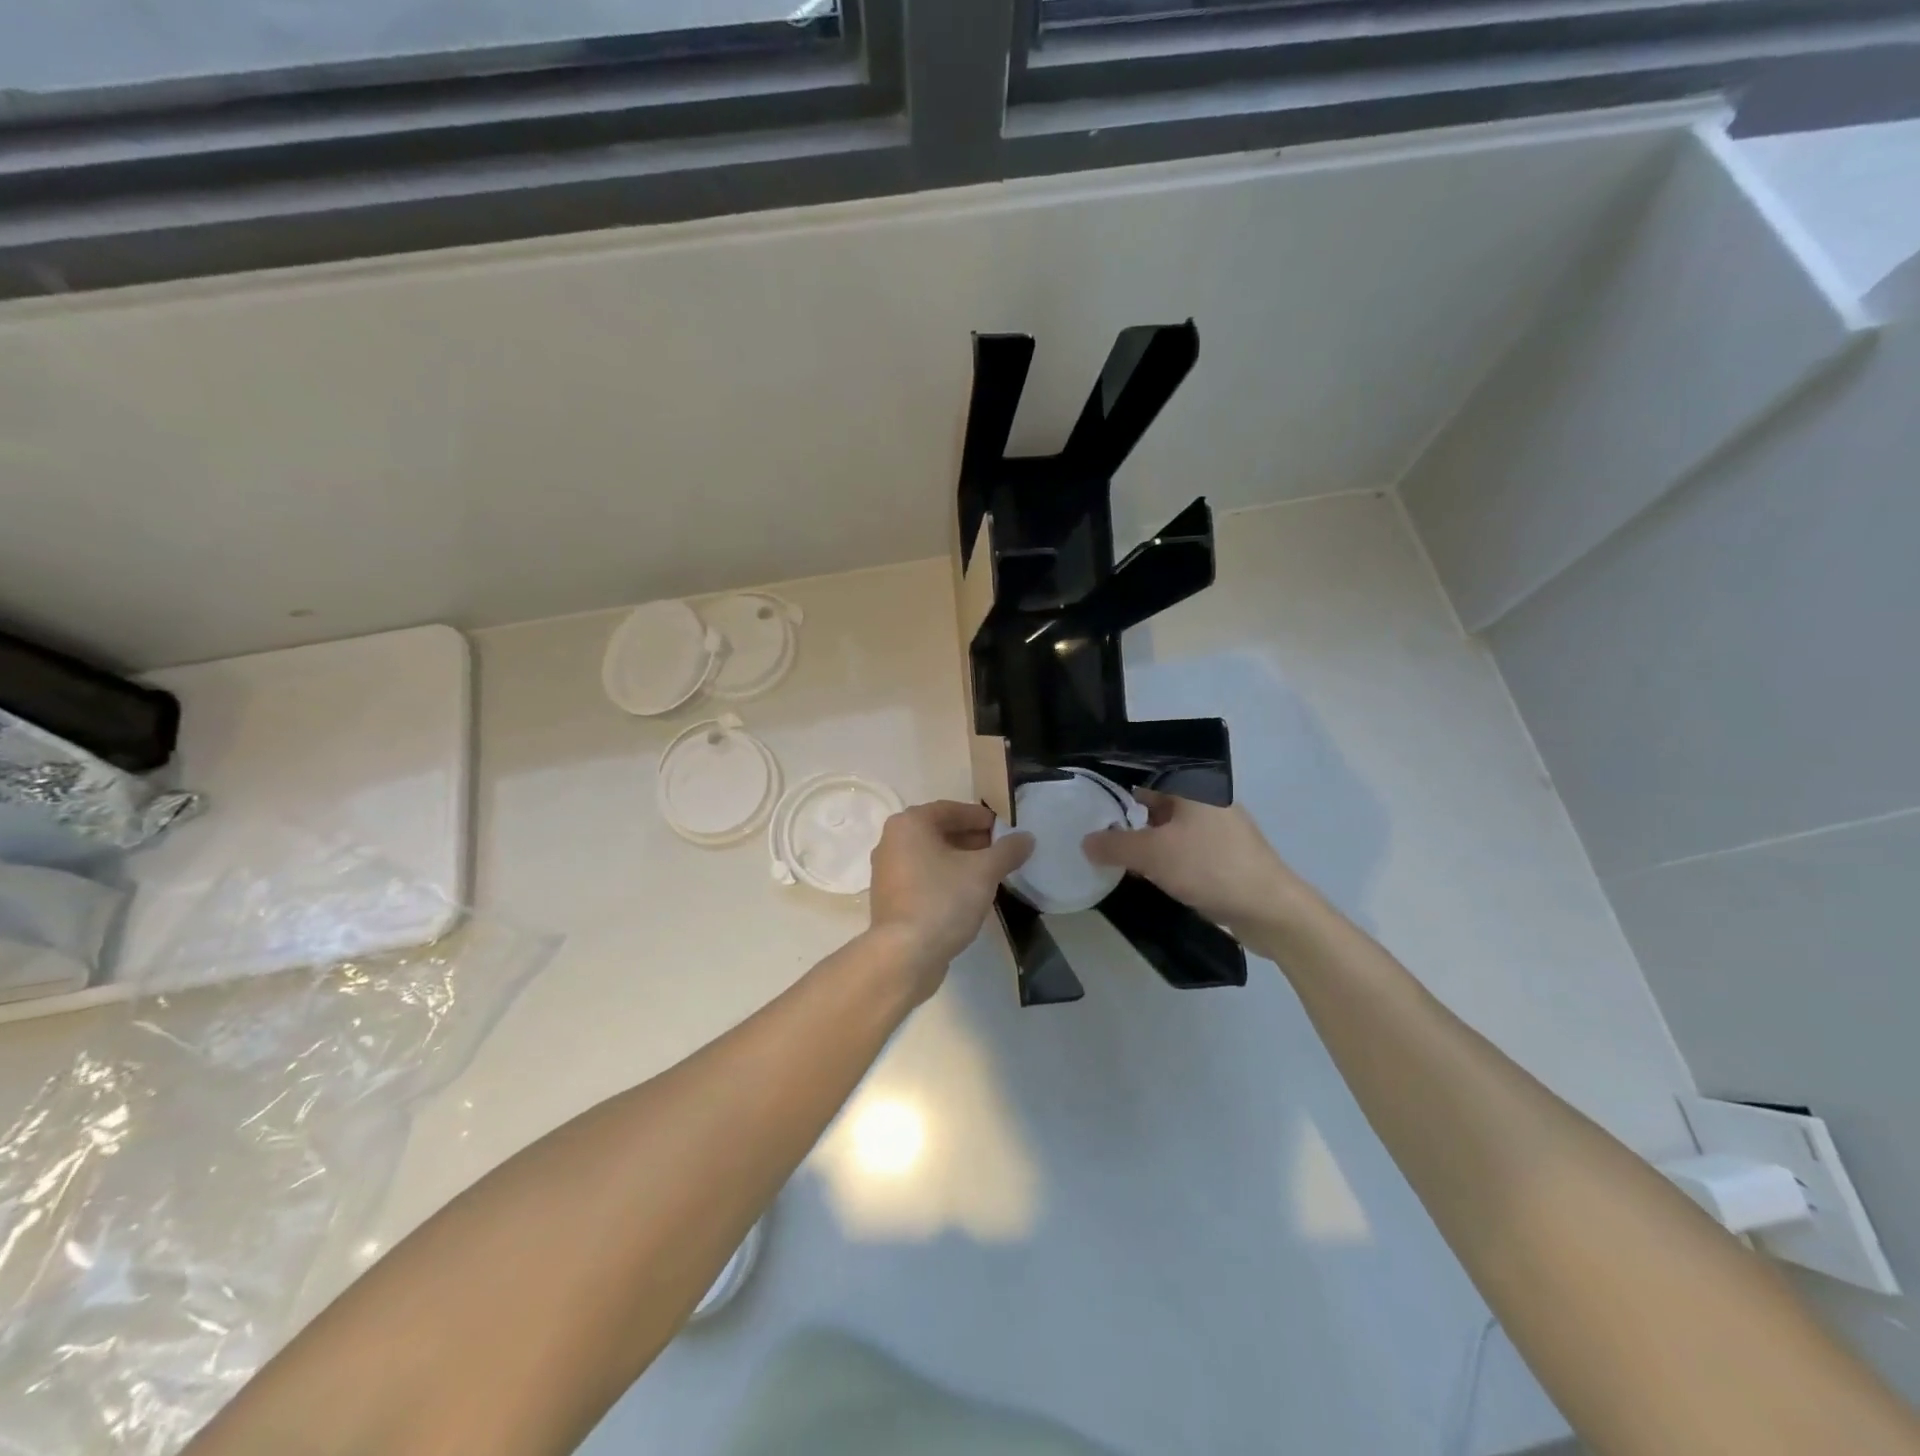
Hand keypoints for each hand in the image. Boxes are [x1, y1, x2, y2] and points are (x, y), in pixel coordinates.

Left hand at [867, 801, 1033, 1001]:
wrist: (905, 955)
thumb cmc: (943, 900)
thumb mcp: (983, 872)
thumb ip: (1007, 851)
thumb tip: (1027, 838)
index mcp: (909, 824)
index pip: (950, 809)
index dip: (980, 817)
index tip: (1004, 828)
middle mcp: (891, 841)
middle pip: (938, 831)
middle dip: (971, 839)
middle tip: (1000, 850)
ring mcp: (886, 871)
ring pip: (930, 856)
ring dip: (959, 860)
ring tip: (988, 872)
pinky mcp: (889, 898)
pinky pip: (921, 877)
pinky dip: (944, 878)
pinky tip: (966, 894)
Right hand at [1083, 789, 1311, 934]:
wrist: (1270, 909)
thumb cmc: (1210, 867)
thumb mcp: (1153, 854)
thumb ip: (1114, 845)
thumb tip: (1085, 841)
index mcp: (1192, 787)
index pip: (1144, 778)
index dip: (1115, 791)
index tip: (1087, 808)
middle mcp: (1206, 801)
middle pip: (1154, 805)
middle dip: (1126, 822)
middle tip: (1093, 837)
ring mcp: (1217, 830)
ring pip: (1168, 830)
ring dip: (1144, 845)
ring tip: (1112, 859)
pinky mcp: (1223, 857)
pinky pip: (1182, 850)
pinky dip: (1163, 860)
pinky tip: (1144, 877)